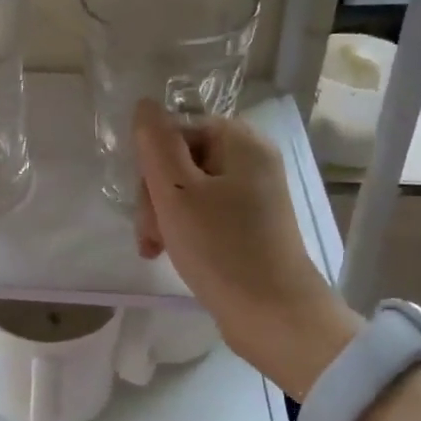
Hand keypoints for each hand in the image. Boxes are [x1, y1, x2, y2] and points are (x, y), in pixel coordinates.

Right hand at [133, 99, 362, 398]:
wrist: (274, 317)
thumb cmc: (221, 248)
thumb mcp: (176, 191)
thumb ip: (156, 143)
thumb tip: (145, 104)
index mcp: (241, 141)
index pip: (176, 131)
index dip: (152, 164)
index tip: (145, 202)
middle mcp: (252, 159)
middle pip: (182, 160)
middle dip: (156, 195)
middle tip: (150, 234)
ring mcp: (255, 193)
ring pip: (189, 189)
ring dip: (165, 215)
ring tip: (155, 249)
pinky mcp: (252, 223)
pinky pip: (206, 211)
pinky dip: (185, 228)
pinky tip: (171, 252)